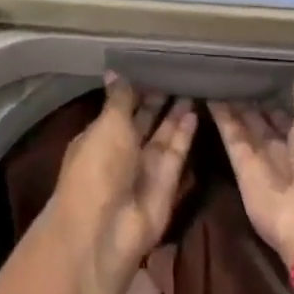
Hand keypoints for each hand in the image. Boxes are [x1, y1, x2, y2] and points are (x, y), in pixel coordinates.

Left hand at [47, 75, 196, 292]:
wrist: (106, 230)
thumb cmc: (98, 168)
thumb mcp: (107, 125)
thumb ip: (119, 98)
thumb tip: (114, 70)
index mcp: (99, 136)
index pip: (120, 106)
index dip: (136, 87)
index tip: (153, 63)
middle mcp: (122, 151)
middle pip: (143, 119)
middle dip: (158, 97)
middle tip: (178, 70)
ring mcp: (145, 168)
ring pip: (163, 134)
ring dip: (175, 112)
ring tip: (192, 83)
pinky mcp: (167, 182)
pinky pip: (177, 152)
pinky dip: (185, 132)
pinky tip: (195, 109)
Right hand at [211, 86, 293, 262]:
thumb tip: (291, 81)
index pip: (290, 109)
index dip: (276, 91)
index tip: (259, 70)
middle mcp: (288, 146)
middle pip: (265, 118)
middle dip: (252, 98)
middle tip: (233, 72)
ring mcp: (264, 158)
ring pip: (245, 126)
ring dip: (233, 104)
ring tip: (216, 77)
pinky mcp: (242, 169)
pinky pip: (230, 136)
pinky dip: (220, 116)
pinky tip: (208, 94)